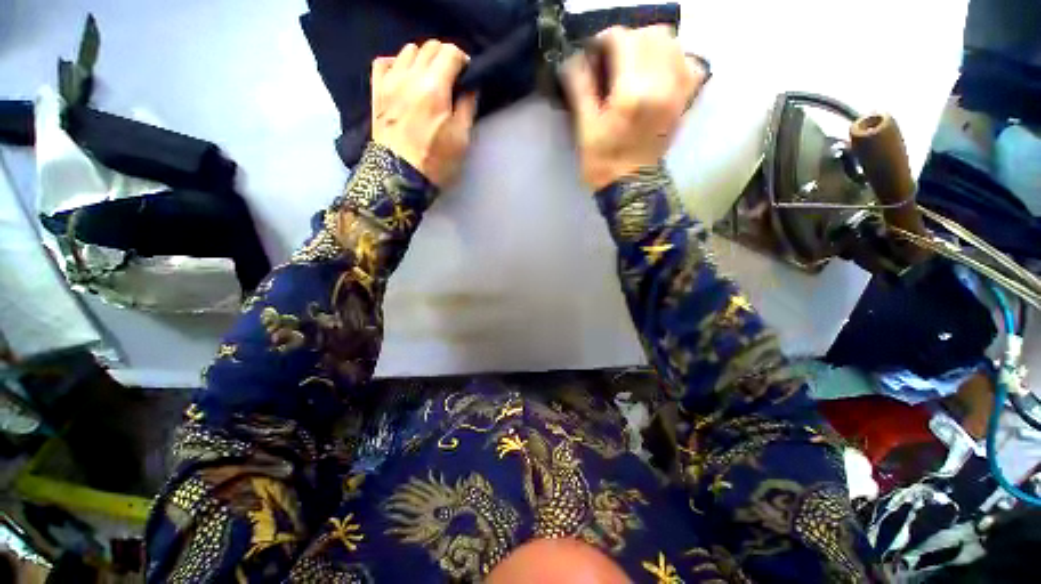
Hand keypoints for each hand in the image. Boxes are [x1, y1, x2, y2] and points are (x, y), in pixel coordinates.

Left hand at [371, 41, 477, 186]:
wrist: (399, 177)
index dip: (463, 60)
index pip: (450, 53)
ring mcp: (389, 82)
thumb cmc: (435, 161)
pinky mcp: (377, 92)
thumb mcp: (461, 139)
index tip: (467, 74)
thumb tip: (469, 88)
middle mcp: (409, 76)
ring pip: (407, 51)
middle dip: (445, 57)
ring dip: (422, 59)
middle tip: (452, 77)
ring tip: (429, 79)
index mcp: (434, 88)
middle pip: (429, 47)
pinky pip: (383, 62)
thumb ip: (467, 108)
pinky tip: (404, 77)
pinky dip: (396, 63)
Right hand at [563, 26, 706, 190]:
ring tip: (633, 63)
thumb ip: (580, 87)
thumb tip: (573, 57)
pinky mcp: (685, 100)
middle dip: (627, 39)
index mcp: (632, 92)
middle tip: (611, 59)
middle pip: (651, 34)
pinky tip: (658, 71)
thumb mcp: (585, 128)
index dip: (603, 41)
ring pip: (672, 43)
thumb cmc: (603, 162)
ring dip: (650, 45)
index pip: (622, 40)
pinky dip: (674, 59)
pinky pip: (690, 64)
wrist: (631, 187)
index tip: (592, 55)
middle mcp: (662, 84)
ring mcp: (678, 92)